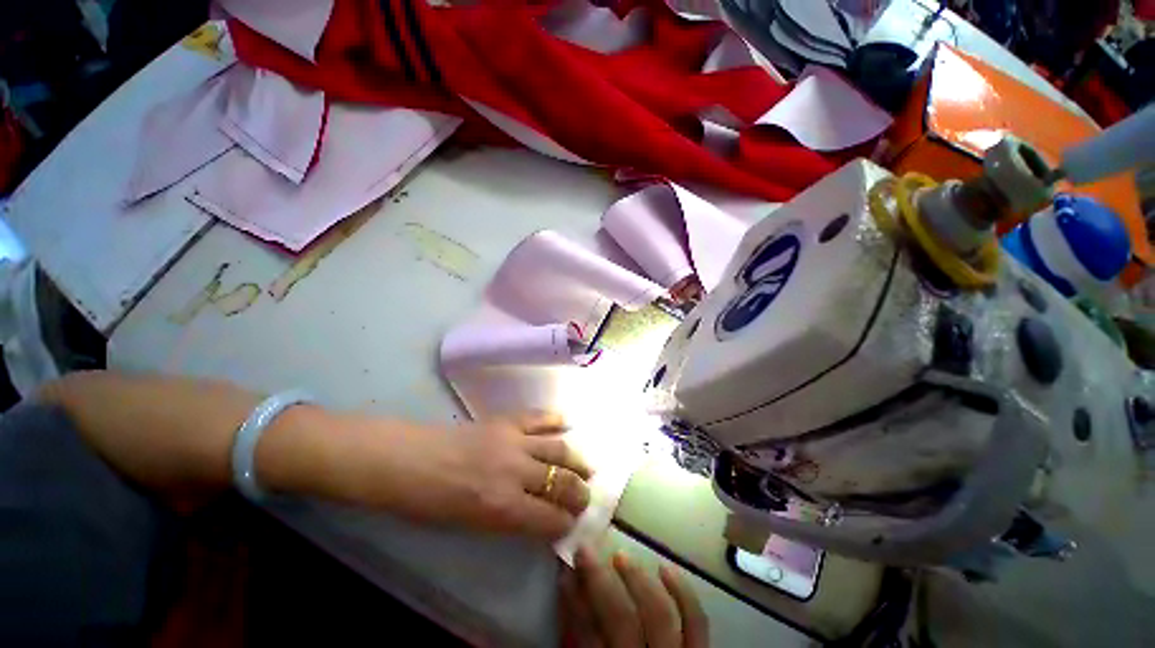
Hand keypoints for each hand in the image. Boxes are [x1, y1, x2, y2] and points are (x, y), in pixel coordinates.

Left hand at [333, 411, 593, 540]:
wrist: (408, 459)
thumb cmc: (431, 502)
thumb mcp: (471, 525)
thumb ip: (509, 520)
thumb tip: (538, 516)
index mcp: (503, 507)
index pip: (550, 518)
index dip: (565, 523)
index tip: (572, 522)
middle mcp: (516, 473)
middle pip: (561, 482)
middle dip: (579, 492)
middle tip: (586, 496)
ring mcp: (514, 441)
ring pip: (559, 448)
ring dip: (577, 459)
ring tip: (587, 465)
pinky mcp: (506, 421)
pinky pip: (539, 418)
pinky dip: (556, 420)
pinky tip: (567, 424)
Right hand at [560, 547, 709, 647]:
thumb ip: (579, 638)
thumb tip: (569, 592)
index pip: (588, 636)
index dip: (573, 600)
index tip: (564, 568)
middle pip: (623, 620)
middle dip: (600, 581)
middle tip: (585, 549)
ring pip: (660, 614)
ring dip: (637, 579)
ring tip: (620, 555)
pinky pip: (697, 622)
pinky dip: (683, 593)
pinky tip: (665, 568)